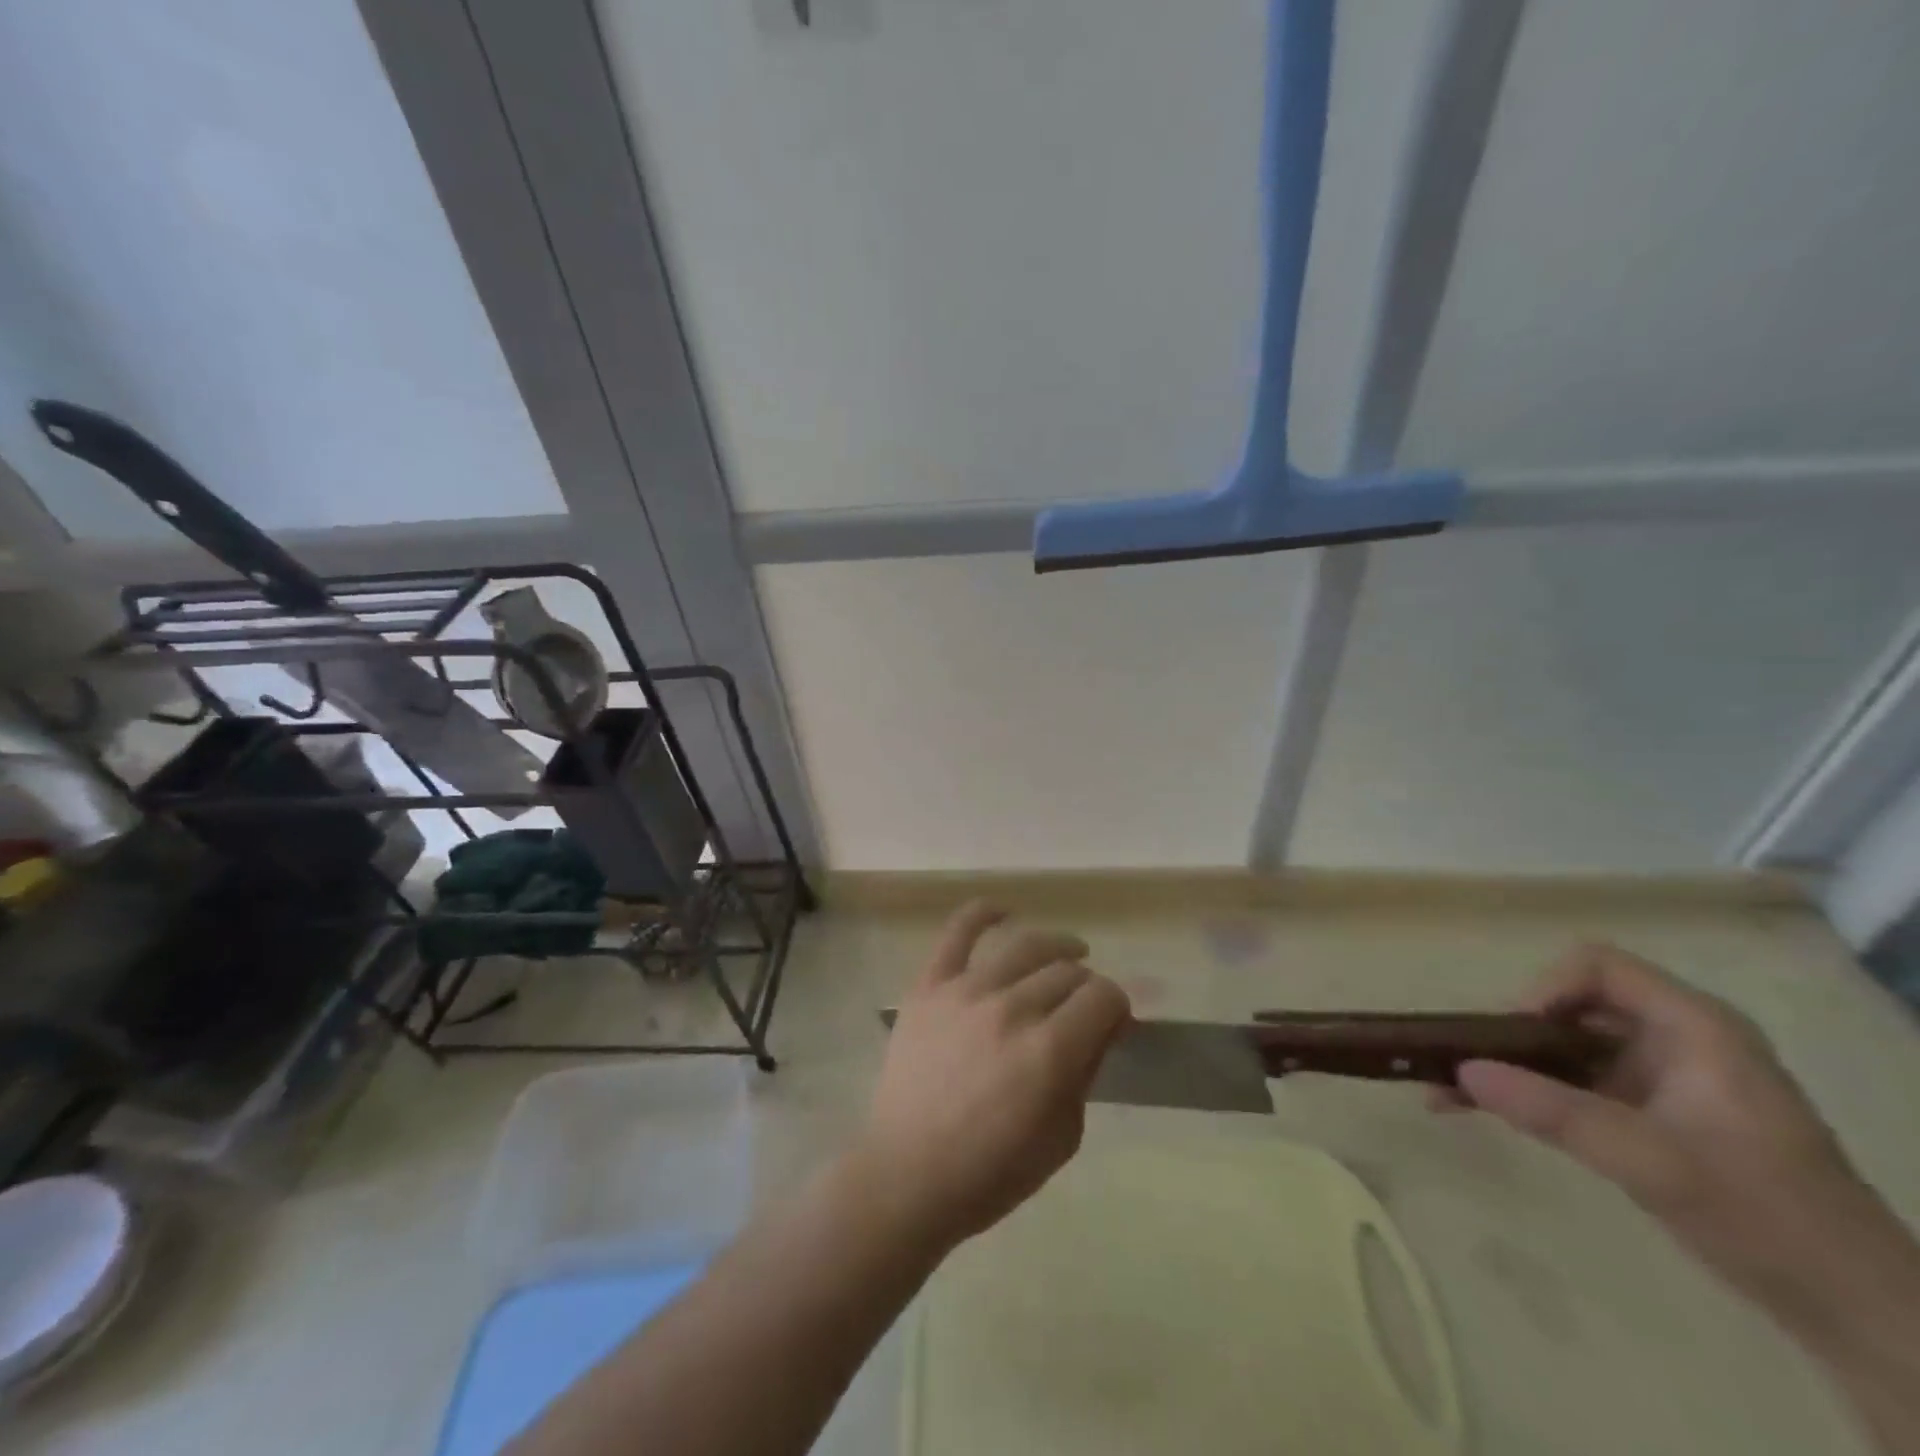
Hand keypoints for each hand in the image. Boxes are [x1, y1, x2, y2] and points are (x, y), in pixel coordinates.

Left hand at [851, 902, 1130, 1254]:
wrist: (907, 1175)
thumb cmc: (991, 1172)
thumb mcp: (1062, 1138)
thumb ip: (1085, 1073)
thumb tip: (1099, 1028)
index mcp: (1049, 1051)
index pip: (1103, 997)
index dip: (1116, 1006)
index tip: (1112, 1022)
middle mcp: (1011, 1009)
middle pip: (1066, 972)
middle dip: (1086, 986)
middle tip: (1081, 1007)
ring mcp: (965, 991)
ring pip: (1024, 946)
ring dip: (1055, 946)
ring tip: (1067, 952)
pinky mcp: (929, 987)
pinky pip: (956, 934)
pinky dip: (981, 913)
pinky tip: (1002, 911)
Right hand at [1446, 944, 1898, 1313]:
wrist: (1853, 1310)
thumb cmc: (1766, 1216)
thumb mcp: (1654, 1162)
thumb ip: (1556, 1113)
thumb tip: (1462, 1070)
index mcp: (1693, 1026)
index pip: (1598, 967)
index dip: (1545, 987)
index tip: (1510, 1034)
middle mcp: (1672, 1038)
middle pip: (1571, 1005)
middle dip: (1509, 1033)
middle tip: (1462, 1062)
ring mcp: (1659, 1077)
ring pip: (1563, 1046)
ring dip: (1506, 1065)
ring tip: (1447, 1088)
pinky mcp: (1646, 1113)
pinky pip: (1570, 1083)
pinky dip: (1526, 1093)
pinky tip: (1476, 1109)